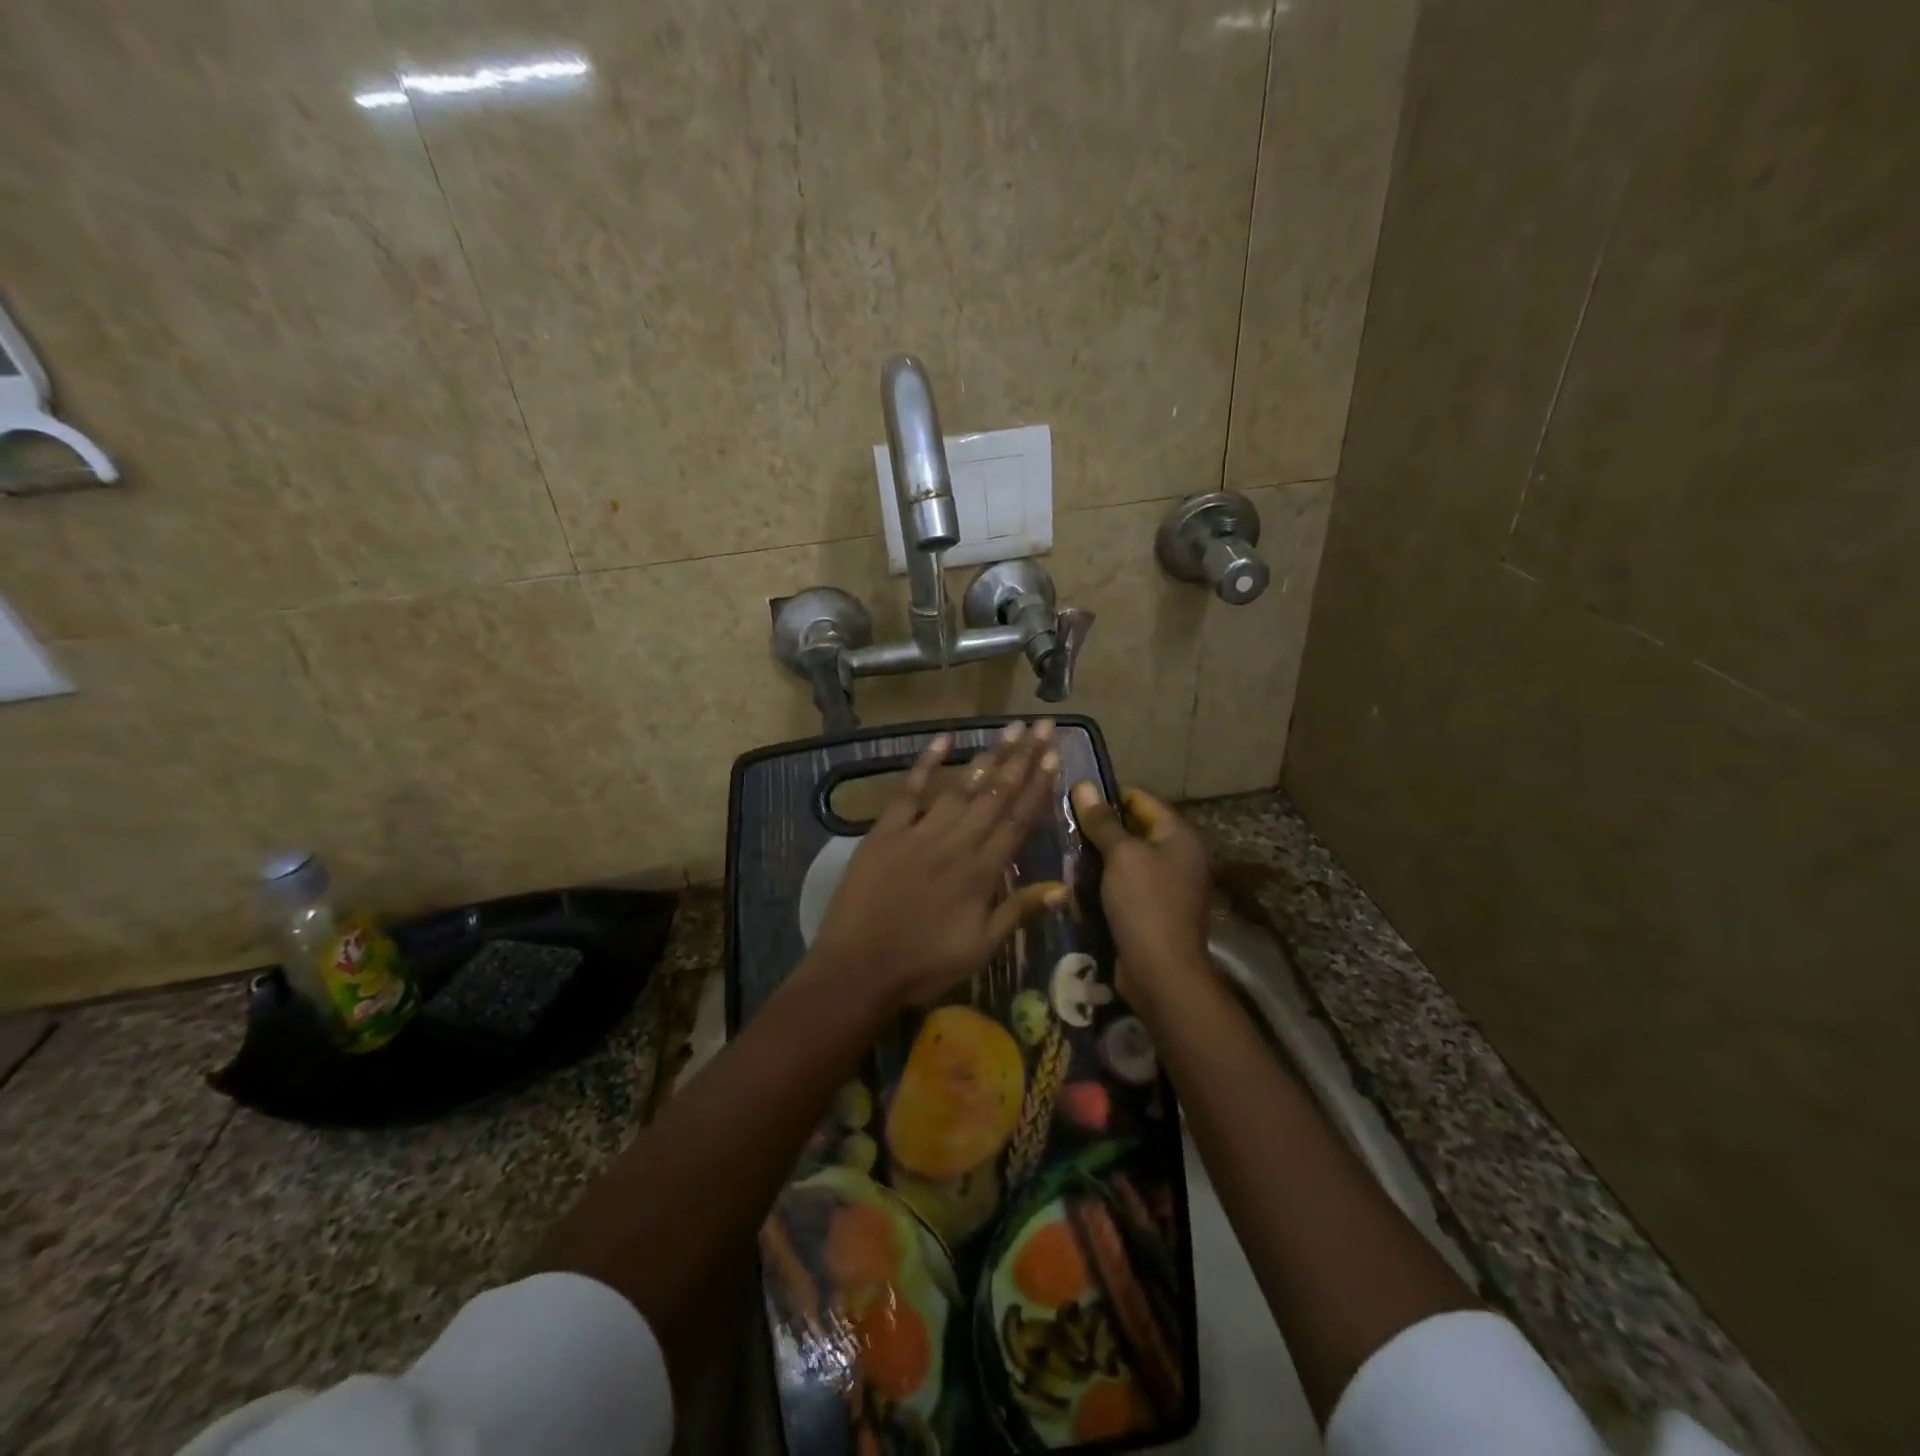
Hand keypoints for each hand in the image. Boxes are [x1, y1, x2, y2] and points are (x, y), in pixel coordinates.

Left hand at [810, 721, 1067, 1009]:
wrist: (859, 969)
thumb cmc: (923, 965)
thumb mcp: (980, 949)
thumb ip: (1017, 911)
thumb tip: (1061, 887)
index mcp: (982, 873)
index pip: (1017, 821)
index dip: (1038, 787)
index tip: (1054, 756)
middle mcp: (956, 844)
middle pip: (995, 795)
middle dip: (1022, 759)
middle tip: (1041, 726)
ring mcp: (919, 833)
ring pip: (961, 788)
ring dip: (988, 757)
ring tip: (1009, 729)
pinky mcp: (885, 832)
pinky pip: (909, 791)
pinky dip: (925, 764)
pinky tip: (944, 740)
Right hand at [1069, 782, 1212, 1008]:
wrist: (1162, 972)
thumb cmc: (1145, 904)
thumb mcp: (1121, 855)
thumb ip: (1102, 821)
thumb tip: (1083, 785)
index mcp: (1179, 836)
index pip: (1141, 800)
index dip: (1108, 796)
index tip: (1073, 799)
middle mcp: (1178, 856)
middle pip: (1134, 829)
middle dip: (1100, 828)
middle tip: (1062, 824)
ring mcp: (1167, 886)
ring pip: (1126, 859)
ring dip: (1098, 857)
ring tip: (1063, 850)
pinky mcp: (1152, 910)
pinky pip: (1125, 885)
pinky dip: (1104, 881)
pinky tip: (1075, 882)